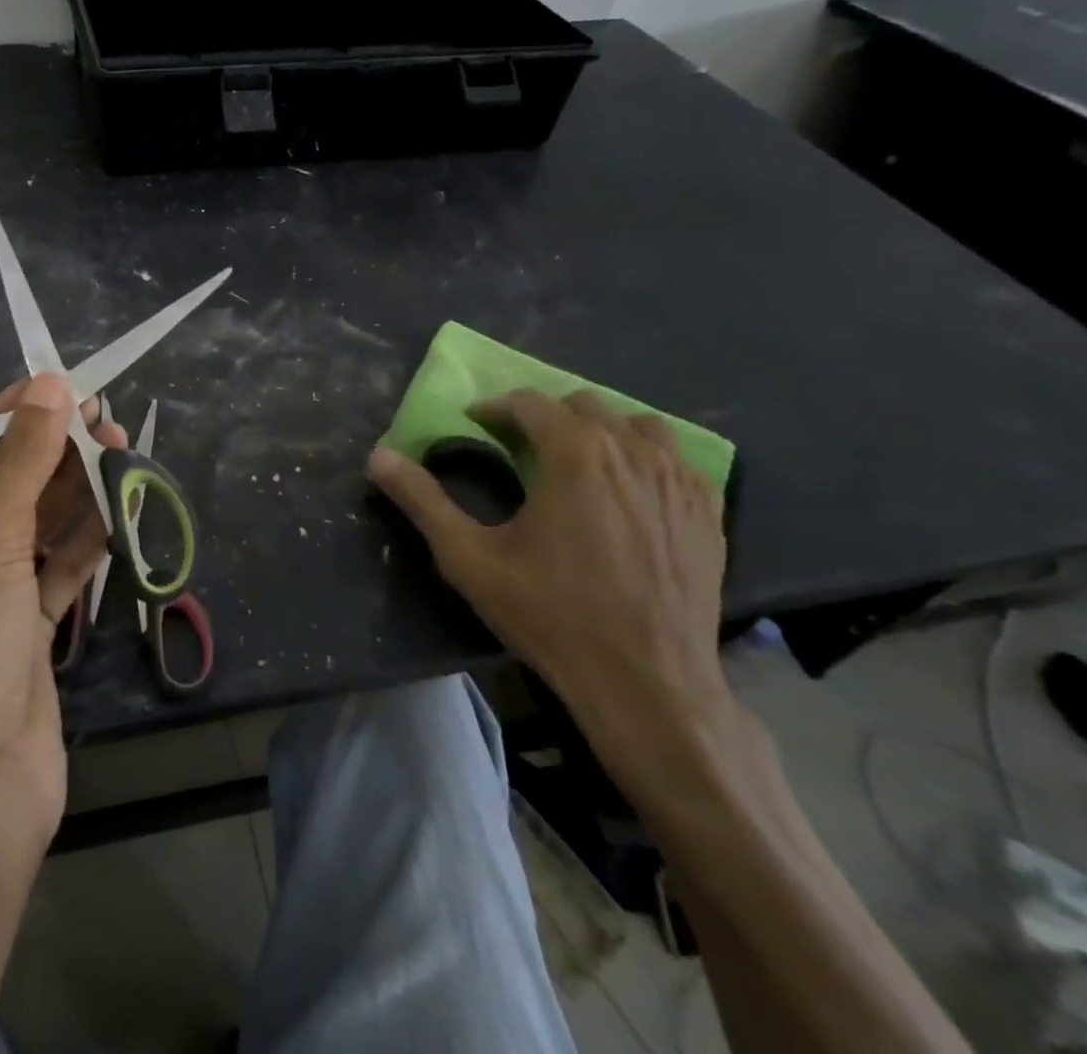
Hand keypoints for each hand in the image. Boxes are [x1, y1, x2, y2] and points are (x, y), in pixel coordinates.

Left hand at [0, 373, 125, 862]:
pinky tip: (117, 503)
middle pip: (1, 493)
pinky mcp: (22, 631)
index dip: (8, 420)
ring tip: (119, 445)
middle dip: (50, 454)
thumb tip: (51, 385)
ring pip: (33, 530)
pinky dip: (84, 540)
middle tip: (102, 415)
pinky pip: (54, 571)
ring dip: (74, 491)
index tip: (55, 387)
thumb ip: (25, 465)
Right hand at [368, 389, 730, 768]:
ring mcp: (678, 480)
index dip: (495, 408)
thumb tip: (378, 456)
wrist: (648, 684)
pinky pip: (677, 460)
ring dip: (601, 431)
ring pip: (637, 424)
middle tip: (521, 449)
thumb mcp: (469, 559)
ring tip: (579, 463)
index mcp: (574, 453)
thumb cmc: (551, 615)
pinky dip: (646, 458)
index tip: (476, 426)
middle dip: (545, 416)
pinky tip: (629, 492)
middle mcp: (631, 452)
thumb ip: (422, 500)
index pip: (529, 402)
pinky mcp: (708, 511)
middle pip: (584, 404)